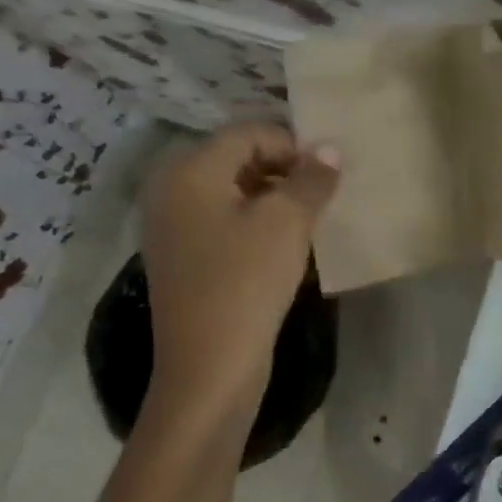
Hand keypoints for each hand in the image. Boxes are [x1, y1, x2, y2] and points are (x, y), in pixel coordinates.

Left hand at [139, 123, 339, 432]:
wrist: (209, 367)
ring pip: (233, 192)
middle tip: (322, 195)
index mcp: (189, 171)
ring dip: (274, 197)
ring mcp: (173, 227)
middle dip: (284, 170)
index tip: (328, 174)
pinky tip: (284, 245)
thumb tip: (330, 150)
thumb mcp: (287, 223)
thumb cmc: (246, 283)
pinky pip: (224, 221)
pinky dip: (256, 222)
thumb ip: (311, 179)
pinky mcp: (183, 257)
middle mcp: (171, 190)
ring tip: (309, 220)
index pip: (248, 133)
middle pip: (237, 159)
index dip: (293, 145)